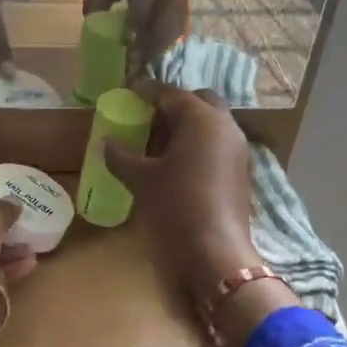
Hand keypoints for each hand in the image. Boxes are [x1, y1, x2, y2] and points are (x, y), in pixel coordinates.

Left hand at [84, 0, 187, 75]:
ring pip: (175, 26)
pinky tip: (150, 58)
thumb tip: (93, 32)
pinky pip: (178, 29)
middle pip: (166, 15)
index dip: (138, 16)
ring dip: (158, 49)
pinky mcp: (186, 3)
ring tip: (140, 66)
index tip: (126, 40)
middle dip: (149, 43)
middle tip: (132, 65)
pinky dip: (164, 45)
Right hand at [102, 86, 257, 305]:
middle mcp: (225, 127)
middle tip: (147, 116)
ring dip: (186, 125)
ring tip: (156, 140)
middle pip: (199, 102)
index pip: (171, 94)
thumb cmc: (175, 208)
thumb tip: (107, 142)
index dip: (147, 91)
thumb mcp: (141, 180)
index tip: (128, 91)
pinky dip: (196, 144)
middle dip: (174, 104)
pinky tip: (174, 163)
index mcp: (202, 120)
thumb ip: (121, 156)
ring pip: (211, 124)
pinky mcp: (239, 173)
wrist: (214, 256)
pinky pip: (216, 145)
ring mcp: (237, 151)